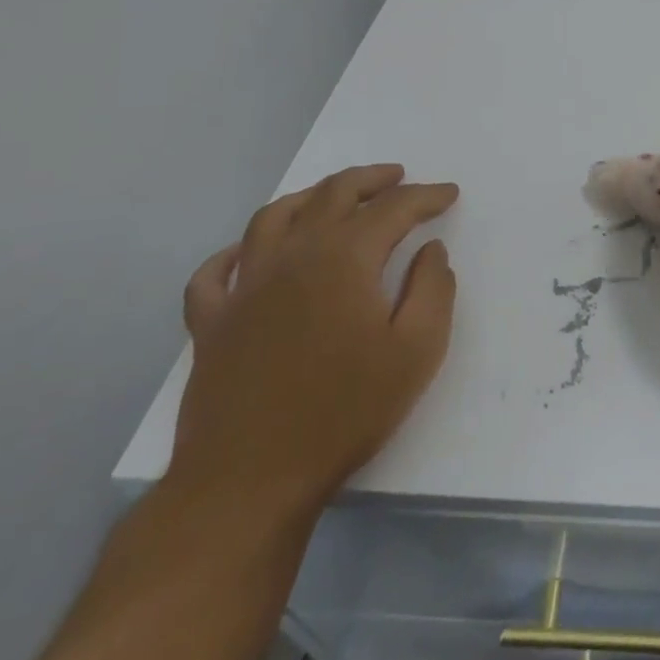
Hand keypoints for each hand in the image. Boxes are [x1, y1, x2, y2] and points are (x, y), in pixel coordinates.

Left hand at [172, 165, 458, 509]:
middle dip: (371, 180)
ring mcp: (245, 288)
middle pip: (332, 195)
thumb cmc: (345, 411)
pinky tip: (250, 253)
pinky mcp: (211, 324)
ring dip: (310, 196)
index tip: (449, 194)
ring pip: (273, 217)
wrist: (249, 481)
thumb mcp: (417, 350)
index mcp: (344, 258)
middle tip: (398, 178)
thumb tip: (430, 251)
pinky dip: (235, 252)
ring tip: (334, 196)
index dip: (426, 196)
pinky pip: (215, 272)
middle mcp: (292, 256)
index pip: (393, 208)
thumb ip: (433, 289)